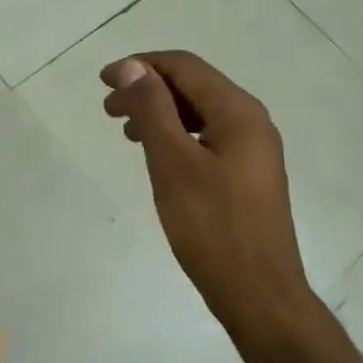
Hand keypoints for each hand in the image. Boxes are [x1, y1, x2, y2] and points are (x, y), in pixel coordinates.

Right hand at [101, 51, 309, 335]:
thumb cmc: (212, 227)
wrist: (260, 296)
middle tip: (109, 109)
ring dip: (160, 113)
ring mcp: (253, 150)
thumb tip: (133, 67)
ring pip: (199, 113)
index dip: (140, 66)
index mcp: (238, 111)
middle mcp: (251, 121)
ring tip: (126, 132)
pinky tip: (157, 155)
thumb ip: (152, 109)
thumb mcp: (173, 163)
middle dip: (148, 89)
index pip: (184, 66)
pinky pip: (207, 137)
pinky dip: (177, 136)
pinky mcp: (248, 175)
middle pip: (193, 86)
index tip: (103, 82)